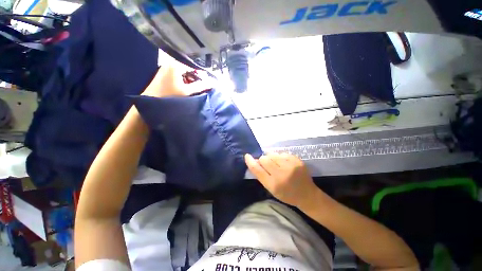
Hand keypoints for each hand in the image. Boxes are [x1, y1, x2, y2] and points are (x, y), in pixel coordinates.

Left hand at [142, 57, 213, 97]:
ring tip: (196, 88)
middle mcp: (170, 62)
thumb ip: (201, 86)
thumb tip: (212, 83)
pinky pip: (178, 75)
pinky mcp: (164, 74)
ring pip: (184, 72)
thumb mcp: (187, 91)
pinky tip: (186, 88)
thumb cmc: (169, 96)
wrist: (150, 102)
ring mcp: (166, 68)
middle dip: (196, 78)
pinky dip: (184, 80)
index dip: (202, 75)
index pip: (194, 67)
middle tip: (203, 86)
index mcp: (176, 64)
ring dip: (190, 80)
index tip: (209, 83)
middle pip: (189, 69)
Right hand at [245, 153, 318, 207]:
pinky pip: (282, 153)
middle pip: (264, 159)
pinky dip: (280, 157)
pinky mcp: (297, 160)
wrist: (307, 194)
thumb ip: (262, 175)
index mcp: (273, 184)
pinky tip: (285, 163)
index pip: (257, 169)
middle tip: (268, 165)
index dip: (250, 161)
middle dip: (263, 160)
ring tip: (277, 164)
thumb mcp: (271, 189)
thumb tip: (255, 161)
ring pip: (272, 154)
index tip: (247, 156)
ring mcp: (290, 166)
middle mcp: (281, 174)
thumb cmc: (287, 194)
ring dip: (271, 158)